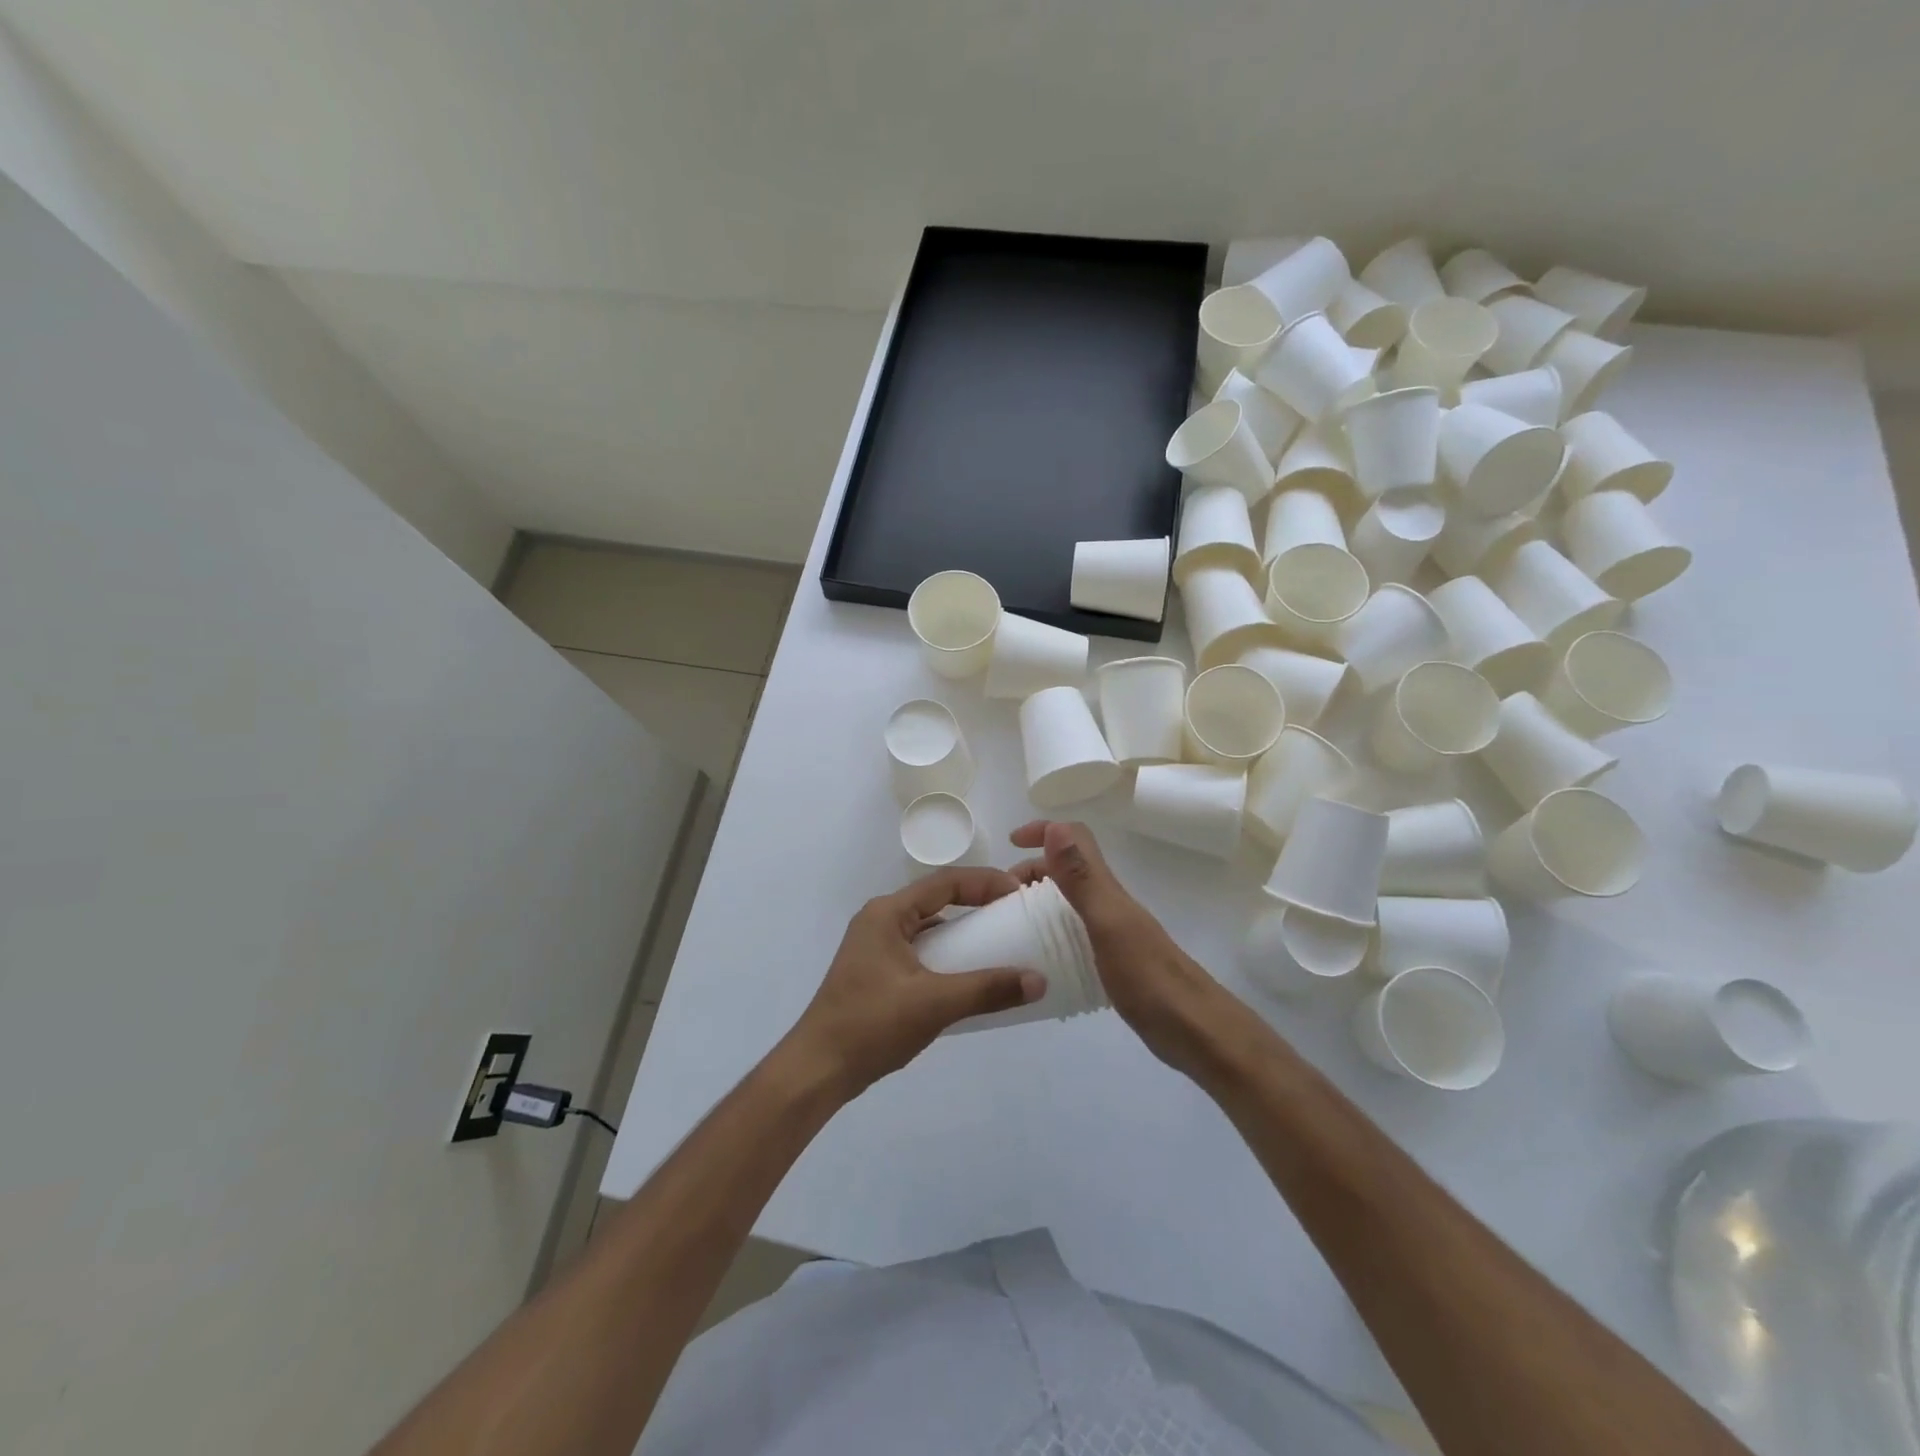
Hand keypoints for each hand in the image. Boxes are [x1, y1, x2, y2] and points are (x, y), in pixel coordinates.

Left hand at [783, 867, 1044, 1097]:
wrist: (817, 1070)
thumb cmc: (871, 1025)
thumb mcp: (934, 1004)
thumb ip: (986, 990)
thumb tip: (1038, 980)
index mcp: (887, 913)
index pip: (945, 883)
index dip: (985, 883)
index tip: (1019, 893)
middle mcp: (880, 921)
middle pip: (937, 901)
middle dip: (977, 905)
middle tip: (1016, 916)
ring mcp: (876, 947)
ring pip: (929, 928)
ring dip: (962, 933)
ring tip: (1001, 944)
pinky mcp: (877, 972)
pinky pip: (921, 951)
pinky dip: (948, 956)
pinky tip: (969, 977)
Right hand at [1010, 820, 1248, 1084]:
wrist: (1196, 1032)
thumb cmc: (1148, 978)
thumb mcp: (1107, 924)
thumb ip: (1081, 878)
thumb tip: (1055, 827)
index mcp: (1106, 889)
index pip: (1075, 839)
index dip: (1043, 830)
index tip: (1010, 842)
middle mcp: (1110, 904)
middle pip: (1068, 870)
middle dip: (1032, 871)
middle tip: (1002, 900)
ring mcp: (1114, 933)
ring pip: (1070, 902)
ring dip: (1039, 902)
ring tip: (1012, 929)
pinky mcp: (1114, 962)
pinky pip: (1075, 934)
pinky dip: (1052, 934)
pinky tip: (1039, 962)